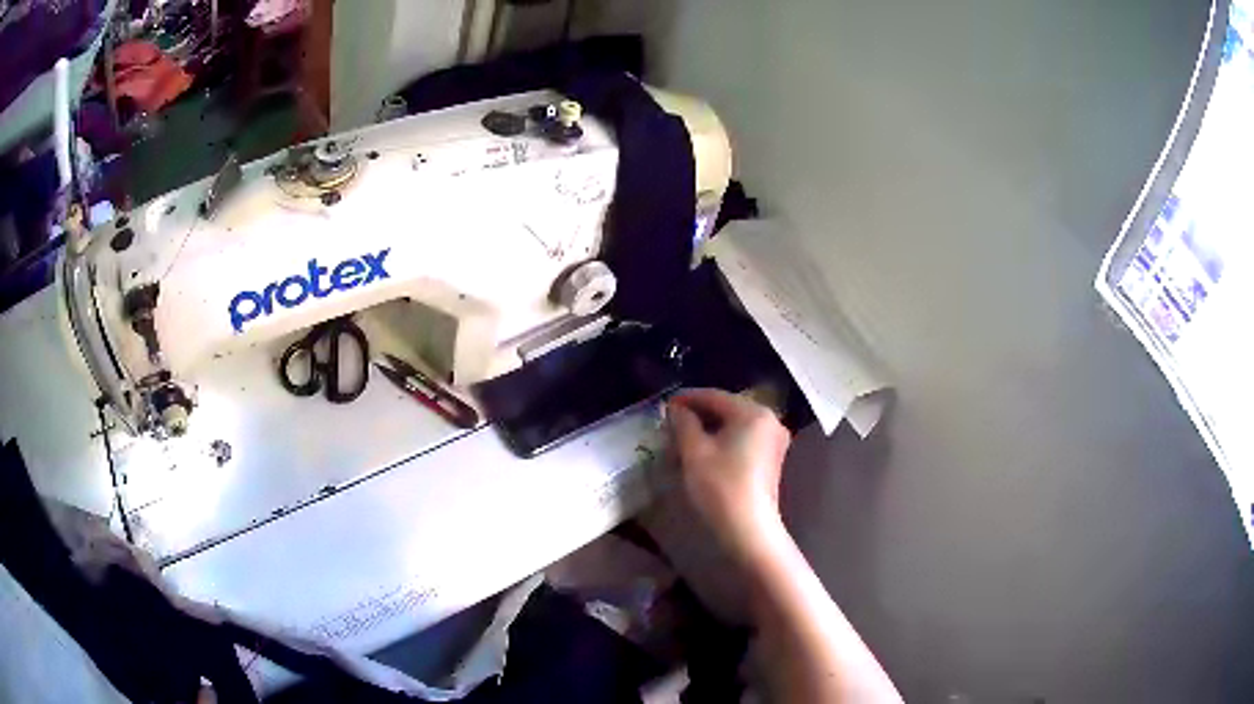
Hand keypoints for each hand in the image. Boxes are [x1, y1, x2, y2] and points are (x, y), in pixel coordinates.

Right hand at [667, 388, 791, 561]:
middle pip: (728, 409)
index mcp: (754, 413)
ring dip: (710, 429)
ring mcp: (774, 440)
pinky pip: (744, 439)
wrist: (748, 528)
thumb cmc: (720, 486)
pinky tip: (704, 450)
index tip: (665, 404)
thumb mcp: (695, 451)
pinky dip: (724, 440)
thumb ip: (684, 423)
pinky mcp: (772, 459)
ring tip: (683, 436)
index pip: (715, 396)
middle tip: (672, 421)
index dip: (688, 398)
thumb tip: (676, 409)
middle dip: (699, 414)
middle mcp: (770, 420)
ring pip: (735, 425)